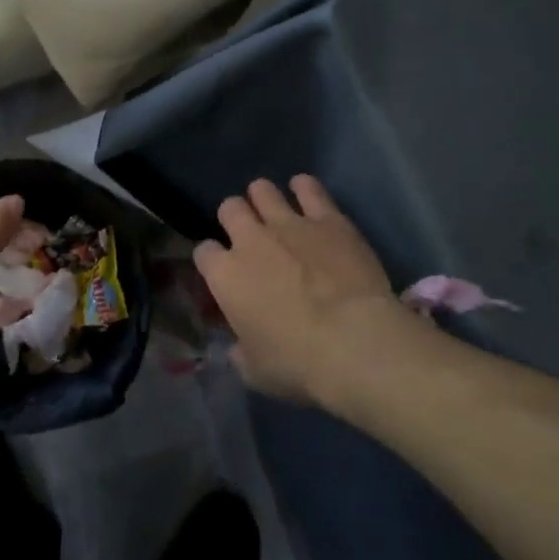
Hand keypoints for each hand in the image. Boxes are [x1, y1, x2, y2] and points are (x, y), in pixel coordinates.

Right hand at [194, 176, 409, 404]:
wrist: (355, 342)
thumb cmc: (298, 364)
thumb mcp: (257, 372)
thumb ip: (241, 353)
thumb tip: (238, 348)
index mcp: (225, 276)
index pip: (203, 252)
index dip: (212, 259)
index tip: (222, 271)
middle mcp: (250, 239)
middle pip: (230, 209)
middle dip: (235, 217)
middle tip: (249, 234)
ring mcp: (289, 223)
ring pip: (262, 190)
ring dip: (263, 197)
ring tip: (272, 208)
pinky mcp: (327, 218)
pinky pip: (309, 188)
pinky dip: (304, 188)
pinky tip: (305, 191)